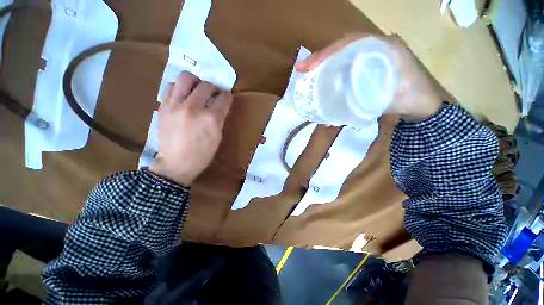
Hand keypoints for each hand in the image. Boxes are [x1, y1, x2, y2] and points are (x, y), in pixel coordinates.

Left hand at [149, 72, 232, 186]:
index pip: (223, 98)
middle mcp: (193, 108)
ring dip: (195, 82)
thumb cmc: (202, 154)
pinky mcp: (163, 106)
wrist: (176, 164)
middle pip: (206, 85)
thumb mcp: (218, 137)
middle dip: (214, 88)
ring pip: (186, 78)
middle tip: (214, 95)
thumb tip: (220, 105)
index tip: (227, 97)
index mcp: (210, 119)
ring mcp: (175, 105)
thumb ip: (220, 118)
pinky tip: (183, 97)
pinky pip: (171, 86)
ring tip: (197, 91)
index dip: (227, 96)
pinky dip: (180, 88)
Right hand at [296, 34, 442, 120]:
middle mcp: (377, 48)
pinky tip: (323, 78)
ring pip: (344, 56)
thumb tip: (332, 120)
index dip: (328, 53)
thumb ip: (366, 103)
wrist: (425, 105)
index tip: (310, 66)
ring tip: (308, 72)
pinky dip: (333, 70)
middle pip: (343, 47)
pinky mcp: (368, 67)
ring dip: (325, 63)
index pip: (351, 42)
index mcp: (385, 47)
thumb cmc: (412, 100)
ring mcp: (372, 57)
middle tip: (302, 68)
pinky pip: (348, 64)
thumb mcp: (391, 100)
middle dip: (321, 57)